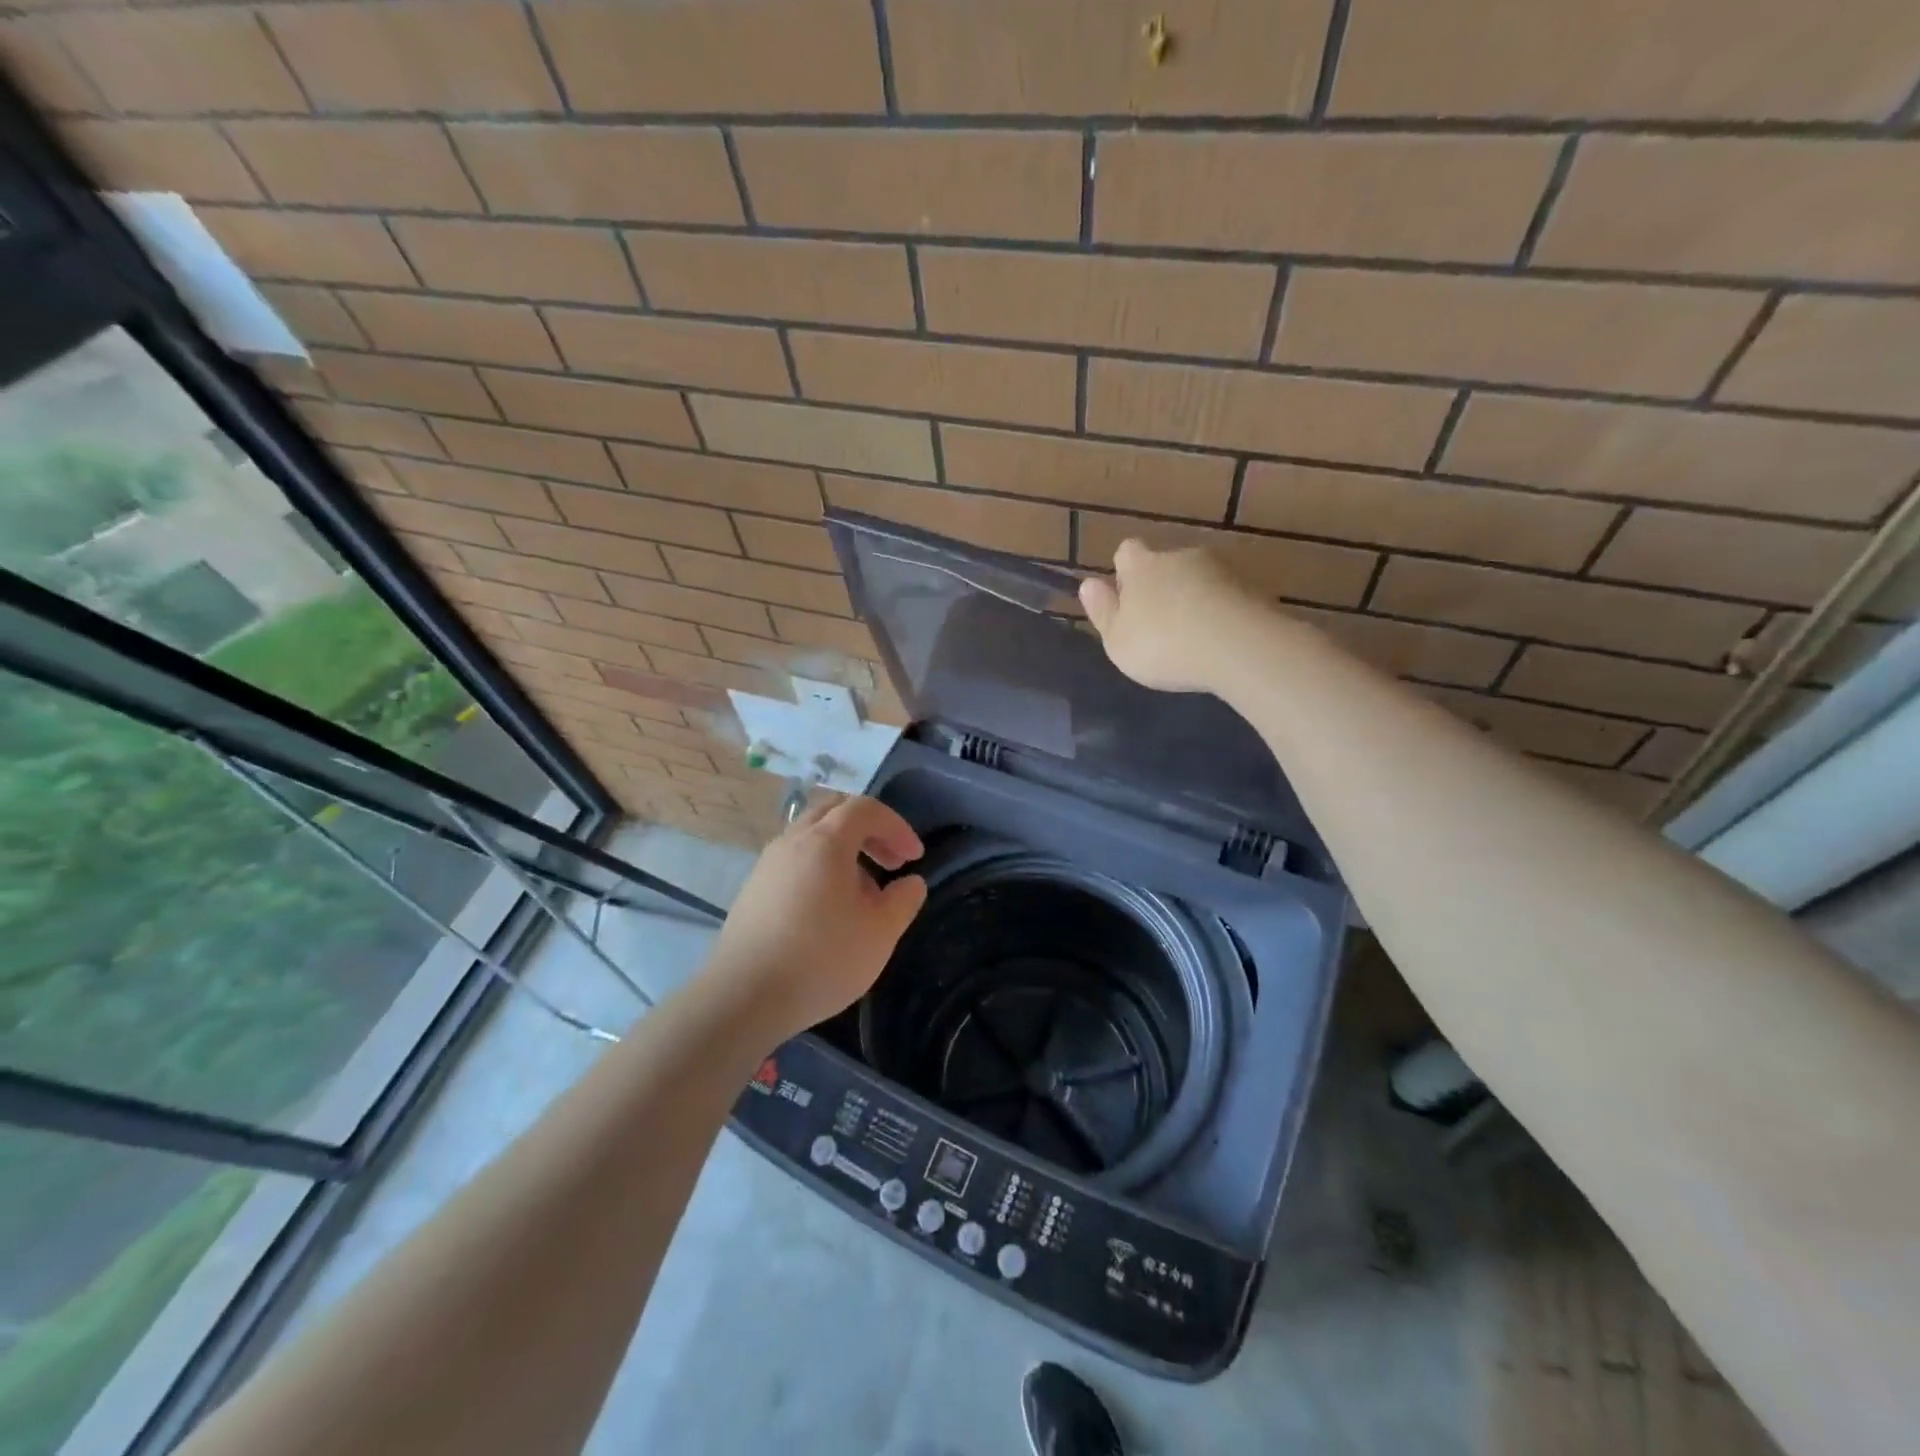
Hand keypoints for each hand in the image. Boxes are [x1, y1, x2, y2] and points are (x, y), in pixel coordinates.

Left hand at [705, 793, 927, 1040]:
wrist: (744, 997)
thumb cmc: (822, 959)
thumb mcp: (880, 933)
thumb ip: (903, 900)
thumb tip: (911, 882)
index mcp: (826, 841)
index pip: (866, 809)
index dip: (896, 826)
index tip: (914, 857)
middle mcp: (793, 841)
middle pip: (834, 811)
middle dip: (869, 829)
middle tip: (891, 861)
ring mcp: (767, 864)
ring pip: (812, 835)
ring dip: (844, 849)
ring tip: (863, 892)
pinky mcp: (753, 888)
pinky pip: (794, 859)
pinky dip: (820, 866)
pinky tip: (828, 909)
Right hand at [1078, 539, 1264, 693]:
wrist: (1239, 647)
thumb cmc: (1164, 645)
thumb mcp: (1118, 640)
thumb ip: (1103, 611)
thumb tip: (1089, 583)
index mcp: (1142, 567)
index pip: (1127, 551)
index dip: (1124, 571)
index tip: (1126, 598)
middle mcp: (1181, 556)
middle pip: (1166, 564)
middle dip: (1163, 586)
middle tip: (1161, 624)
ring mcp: (1221, 569)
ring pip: (1200, 579)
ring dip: (1195, 599)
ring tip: (1195, 636)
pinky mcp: (1253, 587)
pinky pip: (1229, 596)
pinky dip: (1222, 612)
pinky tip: (1221, 641)